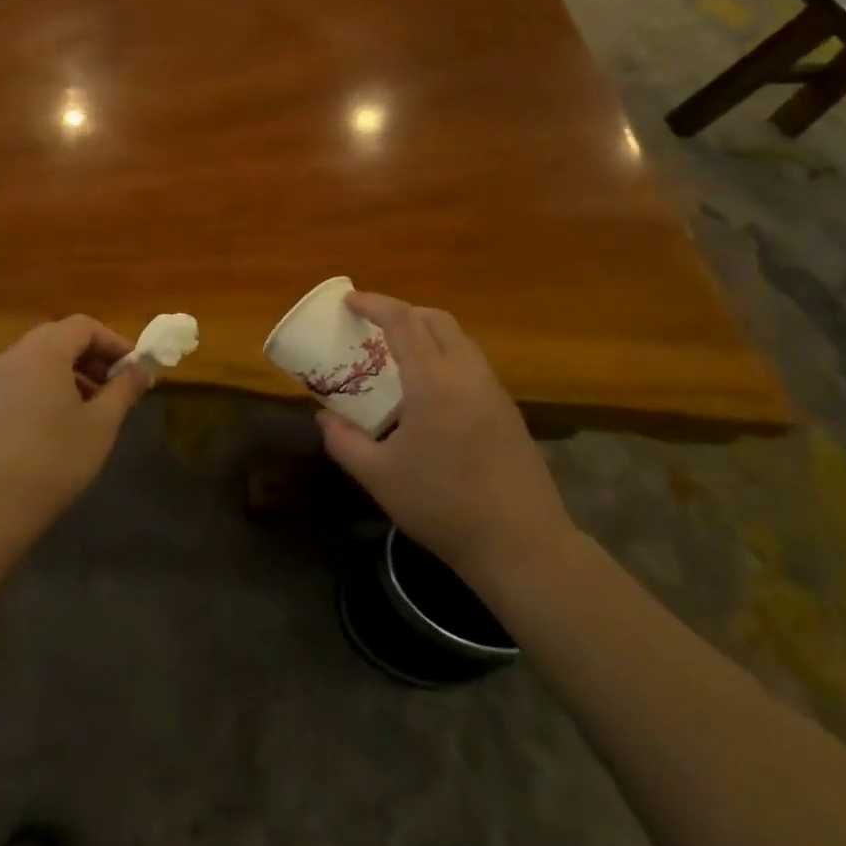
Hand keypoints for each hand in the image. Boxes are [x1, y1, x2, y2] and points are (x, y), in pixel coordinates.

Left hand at [0, 316, 151, 547]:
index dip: (114, 343)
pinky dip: (44, 390)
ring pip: (37, 362)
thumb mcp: (100, 424)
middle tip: (115, 389)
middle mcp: (13, 356)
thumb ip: (124, 389)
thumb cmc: (52, 460)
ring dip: (69, 375)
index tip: (134, 371)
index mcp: (43, 351)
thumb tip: (142, 367)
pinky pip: (20, 383)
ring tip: (90, 411)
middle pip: (59, 339)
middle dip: (92, 358)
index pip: (84, 326)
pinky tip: (56, 428)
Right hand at [317, 292, 577, 598]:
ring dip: (427, 334)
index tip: (349, 301)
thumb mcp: (378, 477)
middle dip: (403, 312)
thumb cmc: (443, 506)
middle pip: (436, 319)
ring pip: (459, 340)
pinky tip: (430, 393)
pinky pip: (472, 364)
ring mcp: (494, 391)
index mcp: (434, 382)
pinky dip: (445, 357)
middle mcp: (468, 374)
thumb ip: (344, 441)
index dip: (374, 303)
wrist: (522, 544)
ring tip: (399, 358)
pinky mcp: (508, 411)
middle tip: (373, 328)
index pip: (403, 320)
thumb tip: (324, 417)